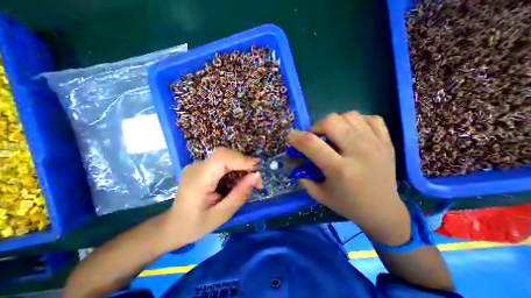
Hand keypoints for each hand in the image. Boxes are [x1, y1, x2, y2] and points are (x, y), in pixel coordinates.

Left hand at [161, 147, 261, 250]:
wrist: (173, 226)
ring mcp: (197, 165)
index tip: (258, 168)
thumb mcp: (221, 215)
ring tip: (249, 182)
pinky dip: (234, 168)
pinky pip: (222, 162)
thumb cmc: (195, 225)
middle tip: (256, 180)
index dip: (242, 159)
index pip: (222, 158)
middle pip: (225, 155)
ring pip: (225, 157)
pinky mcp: (201, 167)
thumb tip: (256, 175)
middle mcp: (196, 167)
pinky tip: (238, 180)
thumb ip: (239, 194)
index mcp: (198, 180)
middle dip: (244, 163)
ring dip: (241, 166)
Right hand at [290, 110, 409, 243]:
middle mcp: (359, 152)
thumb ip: (302, 174)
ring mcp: (376, 144)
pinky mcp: (387, 141)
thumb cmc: (347, 204)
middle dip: (316, 126)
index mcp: (340, 169)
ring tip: (334, 135)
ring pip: (349, 115)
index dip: (296, 137)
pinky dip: (357, 121)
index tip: (291, 137)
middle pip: (331, 121)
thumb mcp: (318, 193)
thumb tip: (293, 157)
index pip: (311, 143)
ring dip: (335, 123)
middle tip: (316, 138)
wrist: (383, 210)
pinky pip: (370, 118)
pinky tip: (353, 133)